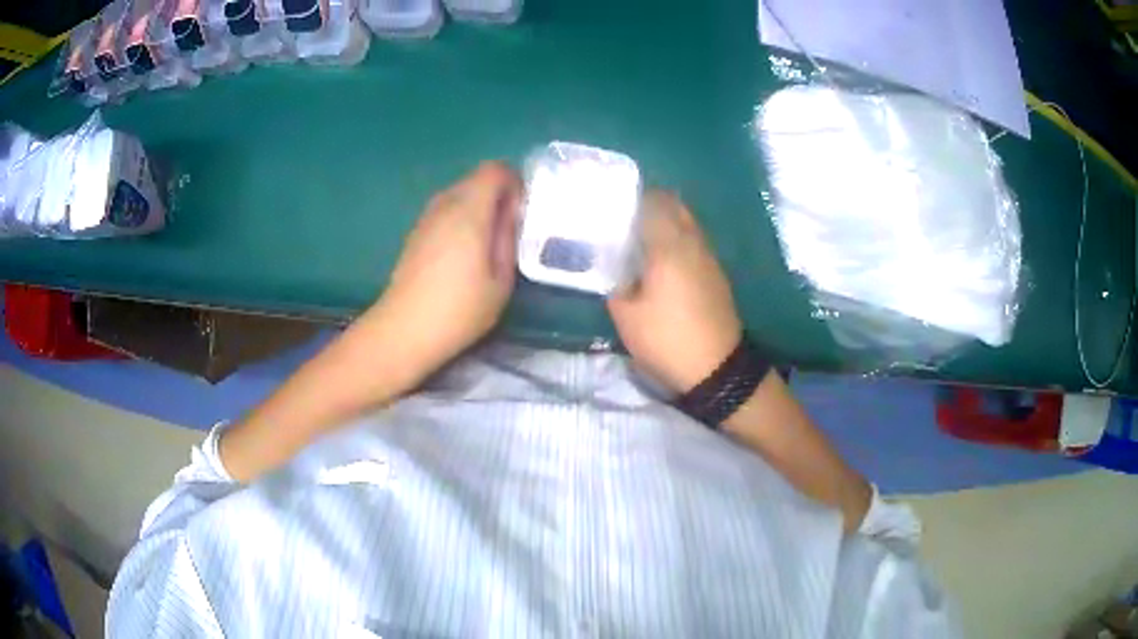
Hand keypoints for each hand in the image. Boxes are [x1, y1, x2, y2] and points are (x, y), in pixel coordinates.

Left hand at [374, 161, 522, 383]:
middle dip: (498, 195)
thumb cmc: (459, 309)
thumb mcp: (501, 280)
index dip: (514, 182)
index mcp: (469, 210)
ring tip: (488, 244)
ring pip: (459, 194)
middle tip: (510, 229)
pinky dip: (461, 219)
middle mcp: (445, 203)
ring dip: (478, 208)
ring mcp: (426, 217)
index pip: (495, 169)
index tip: (522, 211)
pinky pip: (445, 210)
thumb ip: (509, 238)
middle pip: (476, 178)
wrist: (404, 330)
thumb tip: (511, 214)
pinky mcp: (416, 232)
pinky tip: (464, 254)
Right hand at [608, 191, 741, 393]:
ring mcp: (709, 257)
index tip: (611, 204)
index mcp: (668, 245)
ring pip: (687, 223)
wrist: (717, 368)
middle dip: (650, 204)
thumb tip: (616, 270)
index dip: (631, 197)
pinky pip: (695, 242)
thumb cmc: (667, 339)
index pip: (652, 202)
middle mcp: (693, 242)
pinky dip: (679, 241)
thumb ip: (616, 284)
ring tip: (641, 239)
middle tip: (625, 218)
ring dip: (667, 222)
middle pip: (674, 205)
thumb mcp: (626, 316)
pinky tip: (663, 262)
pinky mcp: (717, 274)